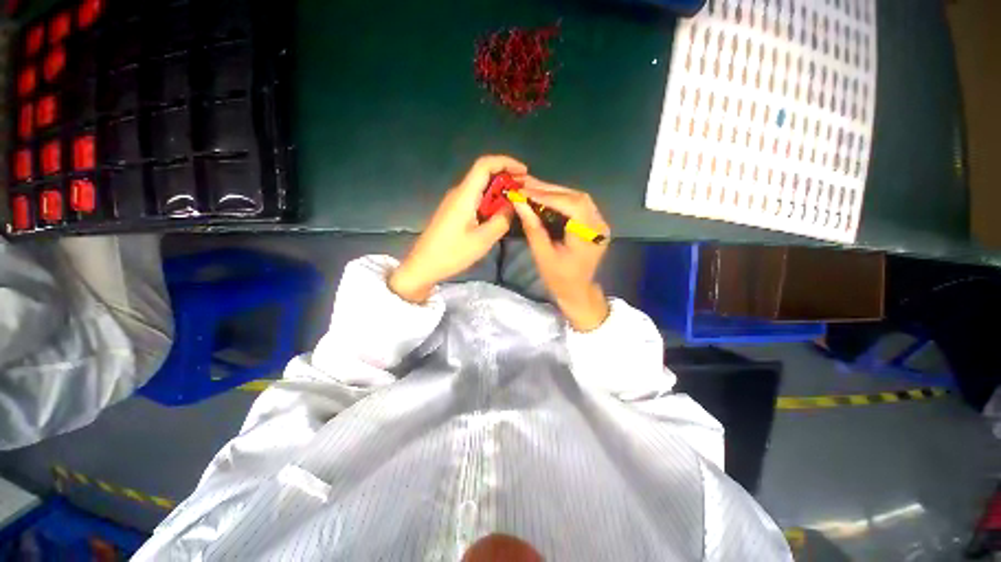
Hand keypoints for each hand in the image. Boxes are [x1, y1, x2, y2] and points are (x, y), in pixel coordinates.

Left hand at [389, 155, 527, 302]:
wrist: (423, 265)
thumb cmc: (452, 253)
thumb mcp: (482, 240)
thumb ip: (501, 220)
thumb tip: (513, 205)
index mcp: (464, 195)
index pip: (484, 165)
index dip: (506, 162)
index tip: (524, 172)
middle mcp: (458, 192)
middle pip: (484, 174)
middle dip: (506, 178)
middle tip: (525, 191)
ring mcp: (454, 202)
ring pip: (480, 188)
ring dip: (499, 191)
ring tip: (516, 203)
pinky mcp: (453, 211)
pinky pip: (475, 199)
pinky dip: (490, 202)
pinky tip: (498, 214)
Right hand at [511, 178, 611, 331]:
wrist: (577, 291)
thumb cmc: (559, 279)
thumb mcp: (542, 255)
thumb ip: (533, 227)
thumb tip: (519, 202)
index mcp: (588, 236)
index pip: (571, 205)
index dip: (547, 195)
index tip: (524, 190)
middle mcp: (599, 225)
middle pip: (576, 197)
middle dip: (548, 189)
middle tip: (525, 183)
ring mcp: (599, 223)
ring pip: (577, 198)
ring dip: (554, 192)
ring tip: (531, 188)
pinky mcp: (594, 224)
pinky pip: (578, 205)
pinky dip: (560, 200)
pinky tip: (544, 198)